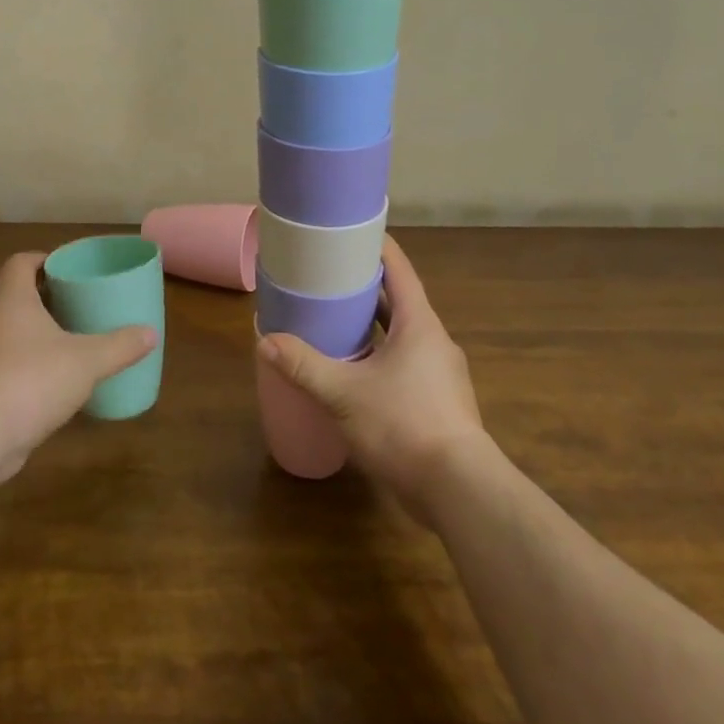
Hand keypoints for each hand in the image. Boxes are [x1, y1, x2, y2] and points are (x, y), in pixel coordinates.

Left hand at [0, 251, 155, 486]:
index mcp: (9, 299)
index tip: (66, 269)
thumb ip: (120, 346)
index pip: (20, 263)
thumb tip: (150, 334)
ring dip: (30, 336)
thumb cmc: (30, 380)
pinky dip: (20, 367)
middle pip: (12, 296)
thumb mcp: (86, 362)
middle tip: (76, 307)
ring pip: (4, 333)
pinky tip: (46, 385)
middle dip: (43, 300)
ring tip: (65, 345)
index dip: (43, 260)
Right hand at [258, 235, 487, 524]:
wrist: (458, 490)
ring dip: (372, 327)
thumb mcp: (344, 393)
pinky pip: (405, 365)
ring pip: (401, 336)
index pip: (399, 269)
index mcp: (419, 324)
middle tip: (327, 279)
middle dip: (365, 289)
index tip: (349, 233)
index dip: (376, 247)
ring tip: (334, 322)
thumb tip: (265, 340)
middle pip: (398, 301)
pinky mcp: (438, 402)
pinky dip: (380, 358)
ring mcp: (440, 374)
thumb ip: (304, 365)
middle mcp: (434, 341)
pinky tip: (354, 373)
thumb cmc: (403, 424)